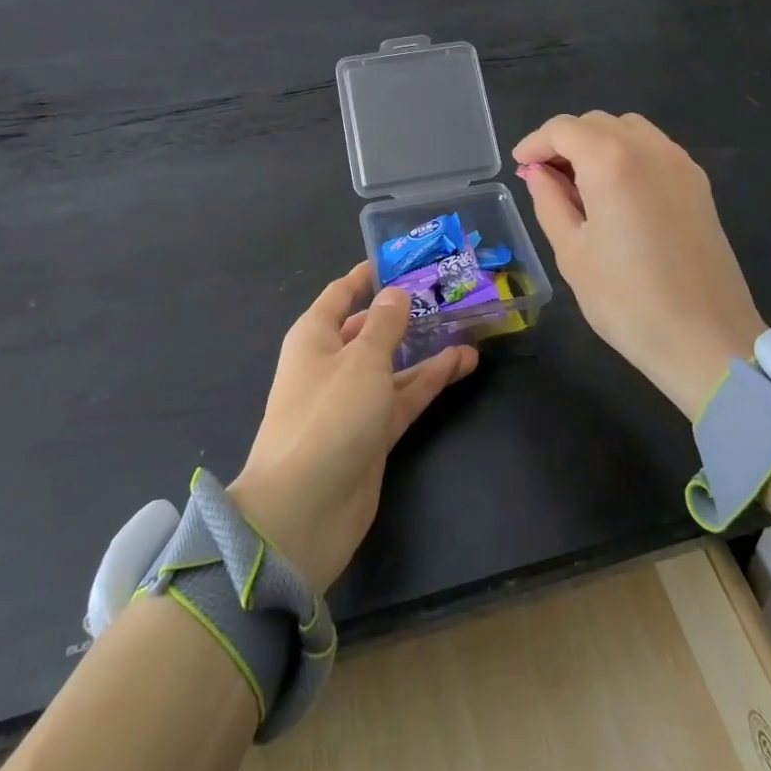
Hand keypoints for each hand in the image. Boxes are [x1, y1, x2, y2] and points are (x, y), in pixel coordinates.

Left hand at [229, 262, 476, 589]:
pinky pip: (404, 396)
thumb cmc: (328, 416)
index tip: (400, 259)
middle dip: (405, 312)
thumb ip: (386, 325)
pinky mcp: (372, 433)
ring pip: (393, 363)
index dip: (367, 276)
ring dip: (426, 347)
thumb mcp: (362, 360)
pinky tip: (463, 363)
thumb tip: (397, 293)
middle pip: (371, 329)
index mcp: (315, 336)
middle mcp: (331, 363)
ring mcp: (353, 400)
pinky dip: (430, 380)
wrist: (304, 511)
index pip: (341, 294)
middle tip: (446, 292)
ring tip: (467, 325)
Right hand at [513, 112, 764, 418]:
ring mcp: (680, 164)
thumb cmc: (628, 302)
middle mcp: (649, 149)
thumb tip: (538, 172)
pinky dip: (626, 155)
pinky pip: (654, 149)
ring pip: (628, 129)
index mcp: (611, 162)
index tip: (519, 167)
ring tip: (579, 183)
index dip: (535, 143)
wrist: (707, 341)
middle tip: (544, 178)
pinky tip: (616, 193)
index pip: (563, 129)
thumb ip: (549, 201)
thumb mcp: (572, 252)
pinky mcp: (699, 184)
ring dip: (597, 143)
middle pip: (596, 122)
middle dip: (564, 141)